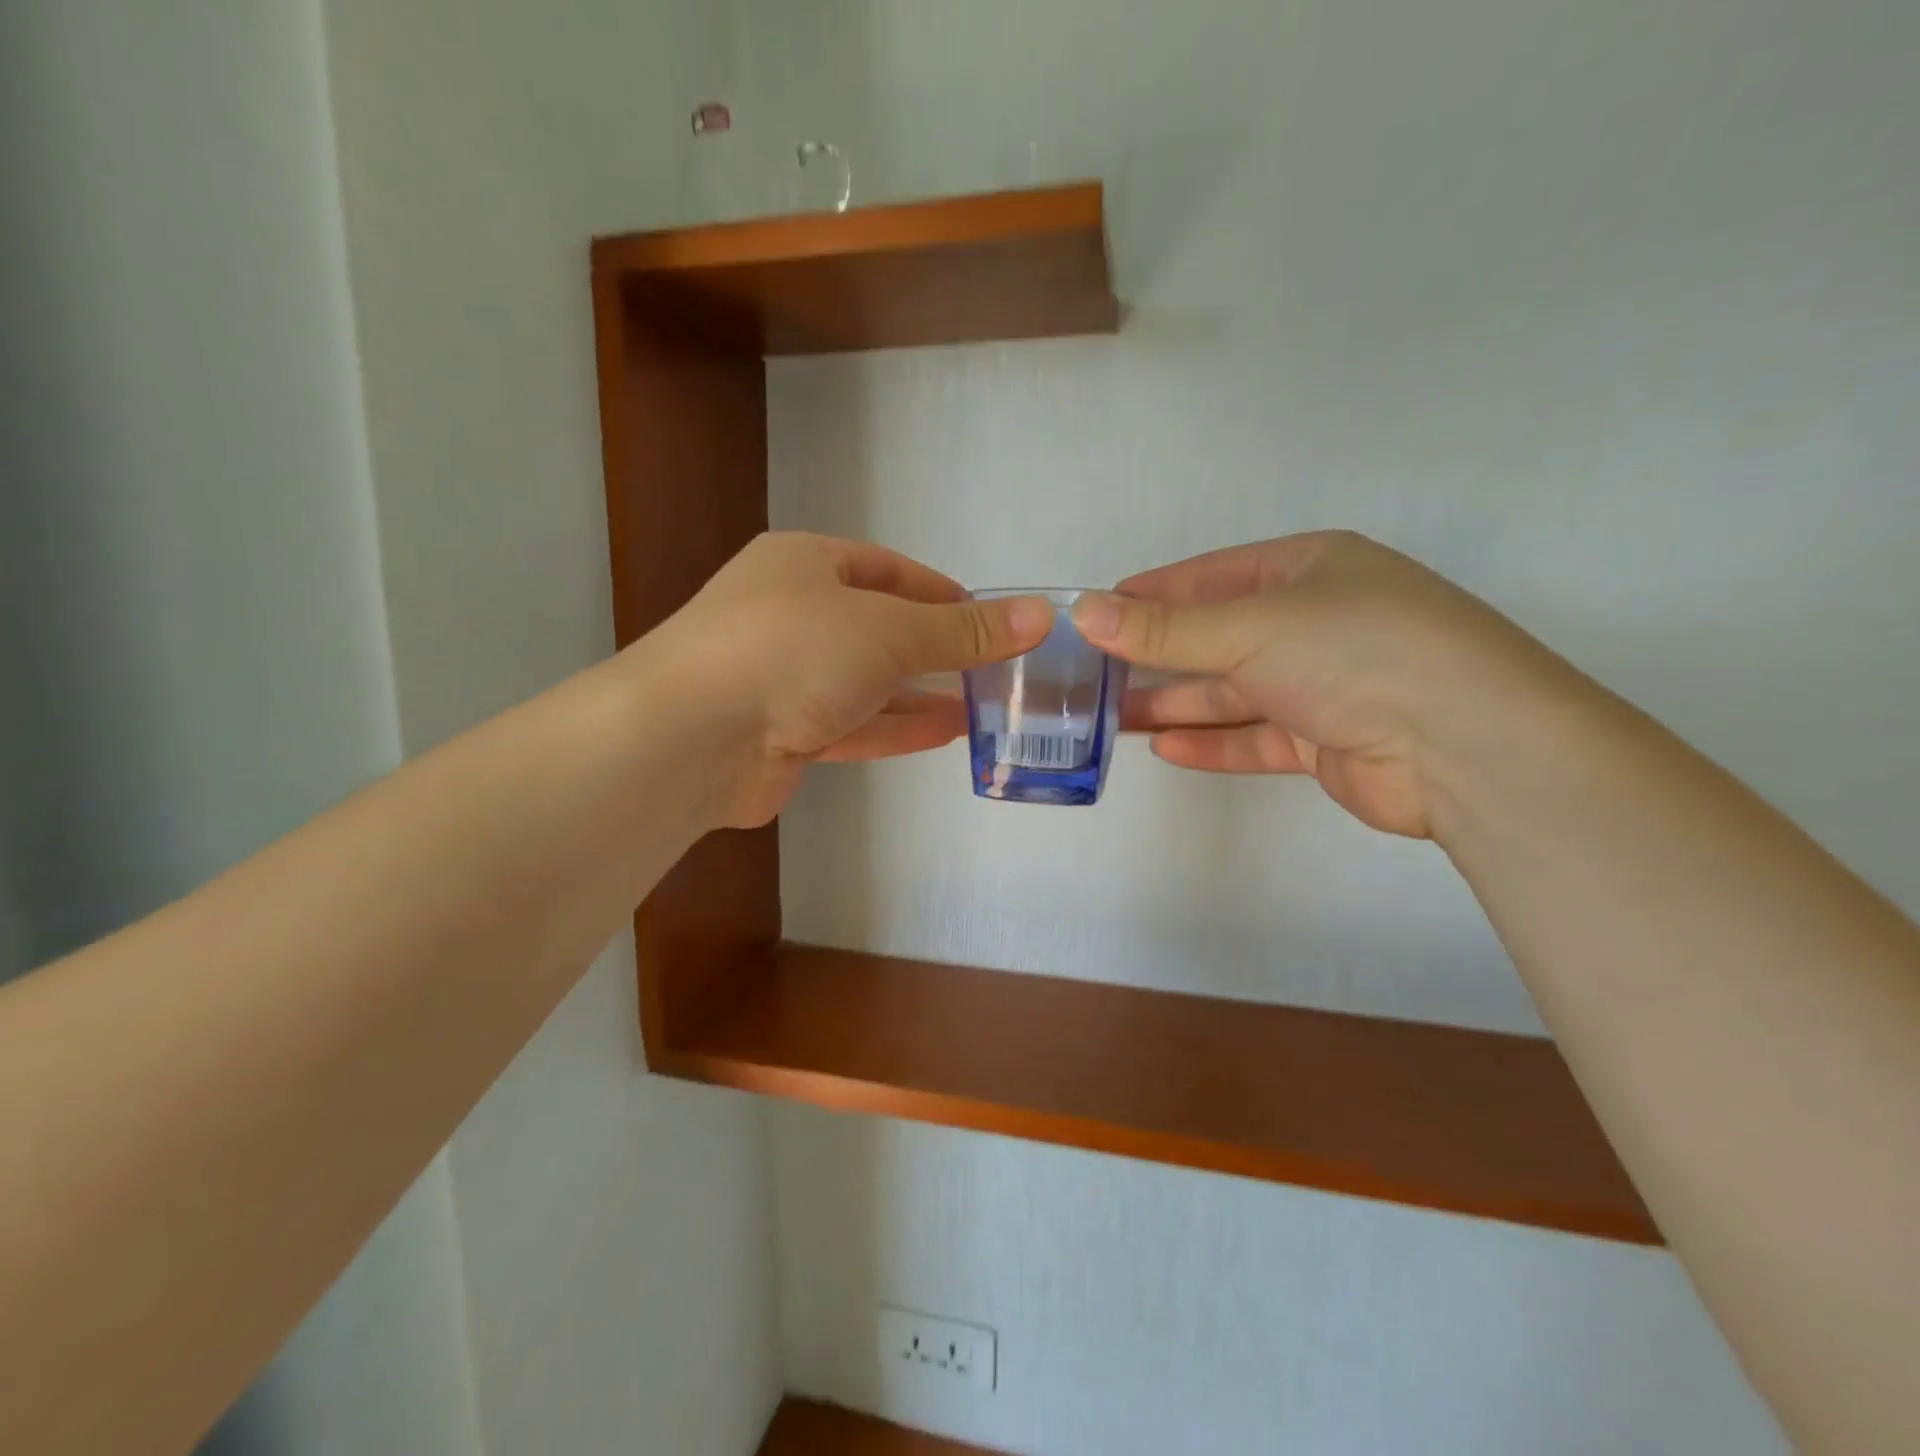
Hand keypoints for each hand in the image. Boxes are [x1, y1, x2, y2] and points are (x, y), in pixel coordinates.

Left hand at [647, 532, 1051, 827]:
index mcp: (803, 564)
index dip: (938, 591)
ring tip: (981, 704)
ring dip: (920, 693)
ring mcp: (782, 677)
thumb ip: (963, 631)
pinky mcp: (782, 733)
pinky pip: (851, 723)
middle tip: (991, 668)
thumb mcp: (889, 631)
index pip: (885, 569)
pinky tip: (946, 732)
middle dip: (934, 649)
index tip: (985, 617)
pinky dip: (895, 726)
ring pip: (866, 681)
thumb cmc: (791, 651)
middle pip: (877, 627)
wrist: (689, 739)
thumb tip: (1041, 616)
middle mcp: (789, 614)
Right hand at [1075, 532, 1572, 838]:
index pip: (1209, 577)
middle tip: (1092, 677)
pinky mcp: (1327, 739)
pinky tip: (1165, 748)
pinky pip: (1255, 736)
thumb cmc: (1355, 653)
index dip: (1150, 596)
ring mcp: (1323, 683)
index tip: (1095, 617)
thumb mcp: (1249, 628)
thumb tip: (1083, 609)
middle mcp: (1315, 621)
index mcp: (1307, 569)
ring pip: (1232, 691)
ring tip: (1112, 718)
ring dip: (1176, 704)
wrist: (1468, 748)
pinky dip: (1212, 741)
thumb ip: (1164, 629)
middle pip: (1217, 637)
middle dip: (1156, 657)